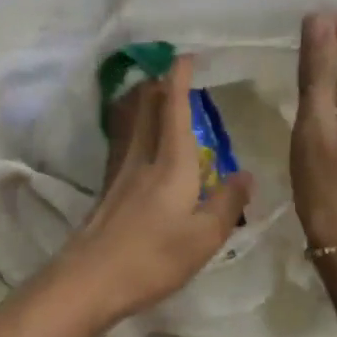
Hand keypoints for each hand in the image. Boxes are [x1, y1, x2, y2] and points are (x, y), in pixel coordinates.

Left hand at [59, 57, 252, 325]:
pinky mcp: (107, 189)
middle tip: (171, 70)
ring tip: (152, 92)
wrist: (90, 280)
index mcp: (170, 164)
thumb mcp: (204, 237)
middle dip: (159, 84)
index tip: (186, 56)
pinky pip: (123, 142)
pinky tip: (135, 140)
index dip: (179, 80)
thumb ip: (227, 203)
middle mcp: (142, 158)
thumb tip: (246, 174)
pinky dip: (132, 127)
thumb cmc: (153, 258)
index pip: (174, 109)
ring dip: (142, 102)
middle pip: (146, 109)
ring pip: (131, 124)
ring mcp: (119, 173)